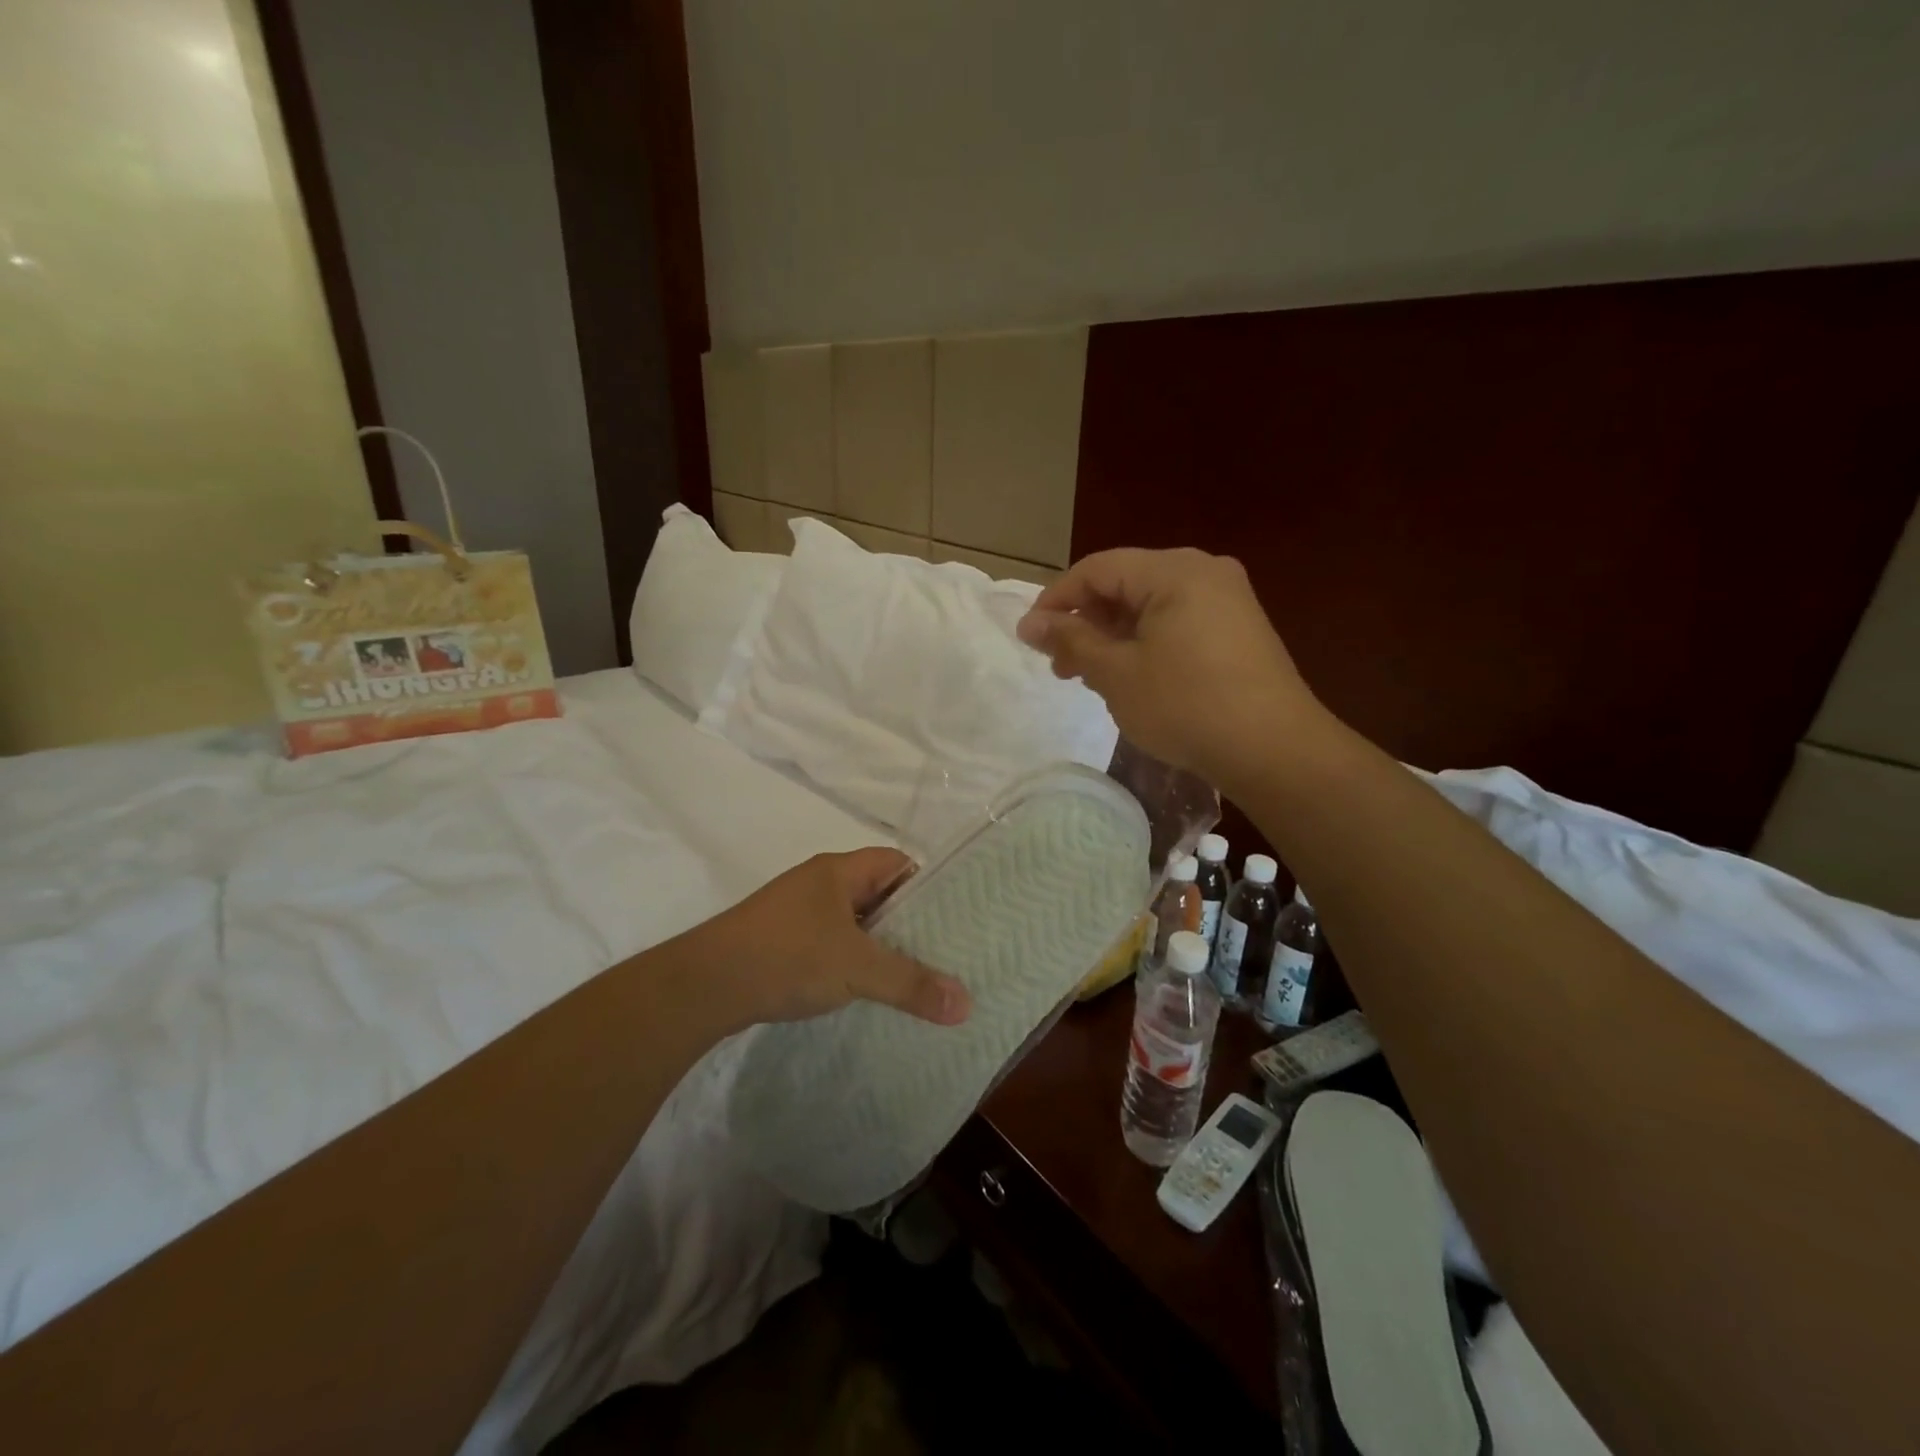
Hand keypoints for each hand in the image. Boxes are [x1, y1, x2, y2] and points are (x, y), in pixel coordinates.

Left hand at [699, 849, 971, 1032]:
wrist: (703, 985)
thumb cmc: (786, 957)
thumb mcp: (857, 969)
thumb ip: (911, 983)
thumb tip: (967, 1004)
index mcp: (838, 870)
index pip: (897, 862)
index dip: (927, 884)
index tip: (954, 916)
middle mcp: (819, 883)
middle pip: (878, 892)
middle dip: (908, 920)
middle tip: (943, 951)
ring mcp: (796, 912)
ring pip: (853, 921)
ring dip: (878, 943)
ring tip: (911, 974)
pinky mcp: (780, 941)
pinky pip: (829, 942)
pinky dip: (850, 959)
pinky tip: (861, 988)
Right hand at [1016, 547, 1323, 787]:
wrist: (1275, 750)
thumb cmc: (1186, 705)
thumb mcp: (1116, 673)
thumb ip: (1071, 640)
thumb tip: (1029, 623)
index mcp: (1174, 570)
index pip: (1097, 569)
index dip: (1056, 600)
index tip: (1030, 638)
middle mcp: (1204, 571)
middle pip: (1124, 584)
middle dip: (1085, 623)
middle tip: (1061, 667)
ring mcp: (1228, 600)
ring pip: (1150, 606)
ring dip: (1112, 637)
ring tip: (1091, 678)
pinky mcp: (1239, 629)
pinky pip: (1177, 622)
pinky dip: (1144, 644)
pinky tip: (1132, 678)